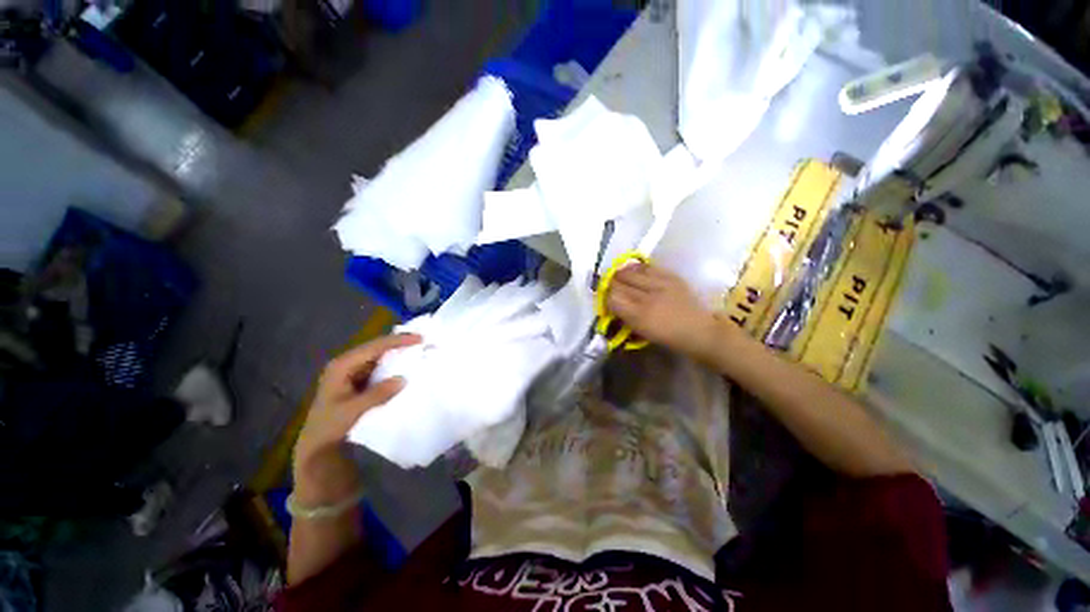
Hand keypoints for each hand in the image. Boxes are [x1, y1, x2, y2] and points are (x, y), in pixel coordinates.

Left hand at [292, 333, 419, 505]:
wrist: (318, 446)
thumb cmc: (330, 427)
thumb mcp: (352, 411)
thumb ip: (377, 394)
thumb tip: (403, 379)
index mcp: (342, 366)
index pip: (373, 347)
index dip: (397, 341)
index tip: (419, 338)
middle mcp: (347, 364)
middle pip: (377, 347)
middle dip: (399, 343)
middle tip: (423, 341)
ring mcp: (353, 372)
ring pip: (379, 356)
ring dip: (398, 353)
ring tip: (419, 350)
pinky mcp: (360, 381)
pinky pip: (380, 368)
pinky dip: (394, 365)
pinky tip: (407, 366)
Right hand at [607, 263, 717, 357]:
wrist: (699, 330)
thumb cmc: (668, 337)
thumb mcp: (641, 332)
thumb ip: (624, 317)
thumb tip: (610, 304)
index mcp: (640, 316)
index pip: (612, 297)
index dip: (605, 296)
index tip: (605, 299)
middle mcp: (648, 298)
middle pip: (619, 282)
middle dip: (611, 284)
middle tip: (610, 287)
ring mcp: (661, 284)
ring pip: (630, 271)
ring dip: (621, 274)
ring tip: (619, 277)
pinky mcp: (671, 276)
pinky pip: (647, 267)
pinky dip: (636, 268)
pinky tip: (634, 271)